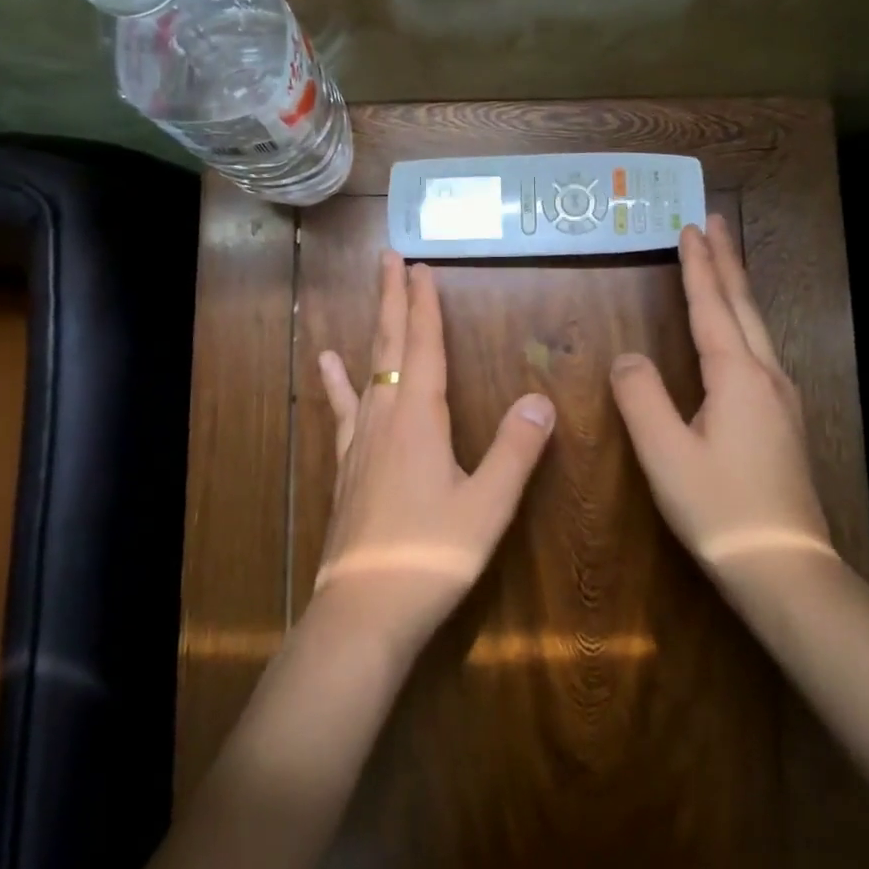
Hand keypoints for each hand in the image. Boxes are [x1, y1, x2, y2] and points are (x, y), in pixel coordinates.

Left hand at [316, 252, 555, 655]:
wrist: (364, 610)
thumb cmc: (431, 556)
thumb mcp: (487, 507)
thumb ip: (515, 450)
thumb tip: (541, 398)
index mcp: (420, 420)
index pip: (424, 348)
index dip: (424, 306)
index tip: (422, 266)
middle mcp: (385, 418)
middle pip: (389, 346)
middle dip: (392, 299)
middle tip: (390, 257)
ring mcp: (360, 440)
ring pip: (368, 369)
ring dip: (374, 328)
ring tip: (374, 293)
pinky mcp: (347, 465)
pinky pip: (344, 408)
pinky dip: (337, 381)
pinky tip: (327, 363)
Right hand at [609, 214, 833, 570]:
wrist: (784, 567)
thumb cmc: (719, 508)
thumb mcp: (665, 452)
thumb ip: (640, 396)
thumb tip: (627, 357)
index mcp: (737, 377)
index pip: (712, 307)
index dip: (698, 266)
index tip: (691, 227)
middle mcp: (765, 377)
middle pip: (743, 306)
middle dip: (726, 262)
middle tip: (715, 222)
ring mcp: (780, 400)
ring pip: (755, 328)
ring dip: (736, 289)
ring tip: (723, 264)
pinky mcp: (781, 422)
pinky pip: (757, 351)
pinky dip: (742, 322)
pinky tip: (738, 334)